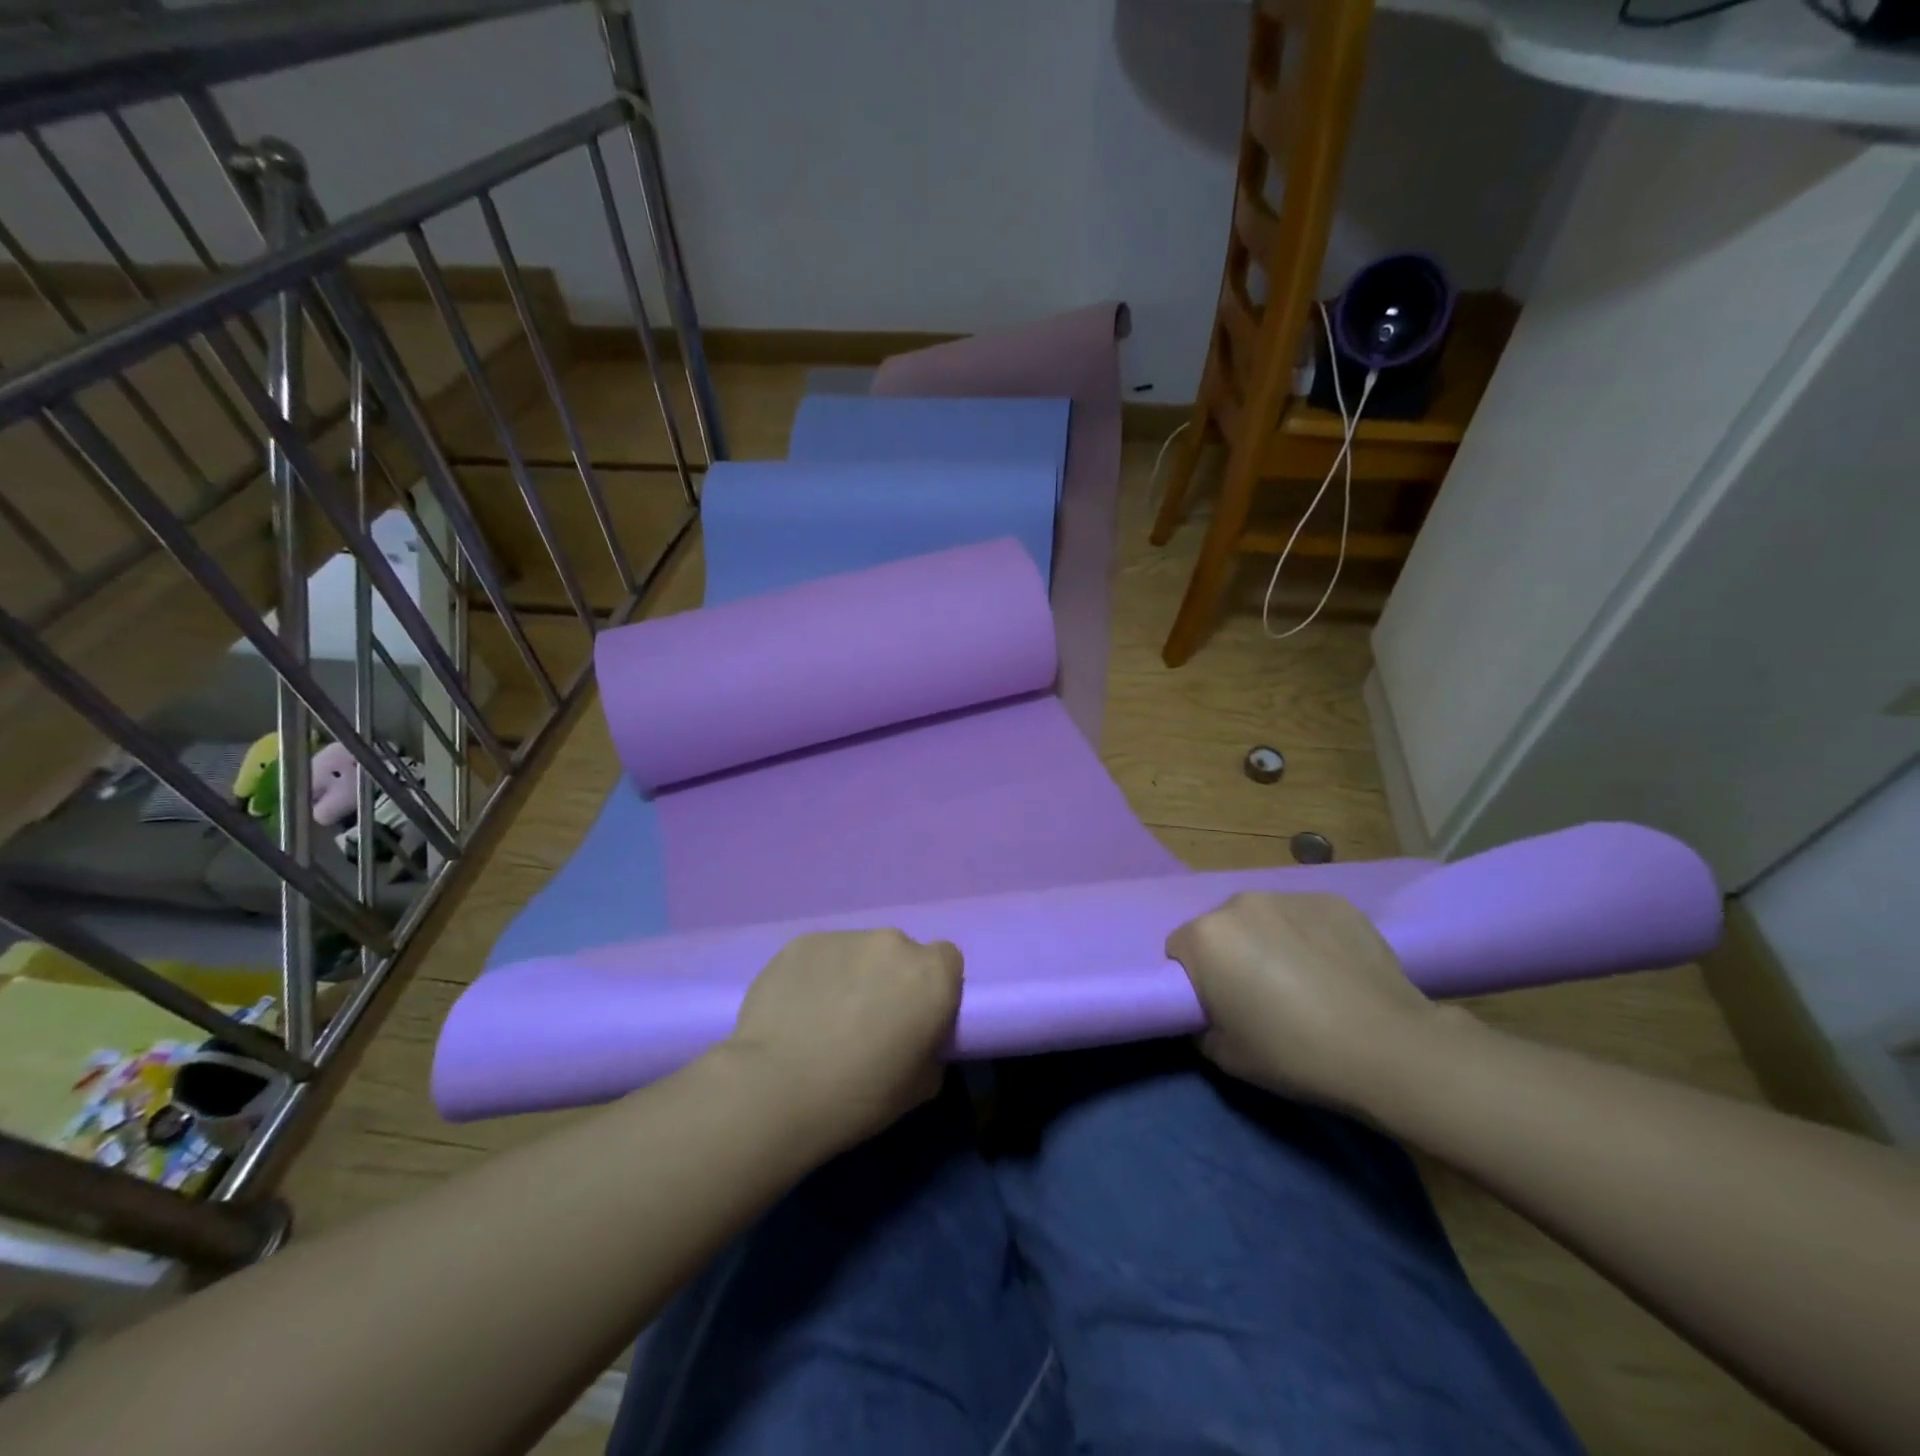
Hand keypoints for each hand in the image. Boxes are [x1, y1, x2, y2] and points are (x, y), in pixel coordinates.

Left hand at [725, 929, 962, 1155]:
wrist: (776, 1089)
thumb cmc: (859, 1096)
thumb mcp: (920, 1087)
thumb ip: (930, 1047)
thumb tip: (916, 1036)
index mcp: (931, 975)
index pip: (947, 960)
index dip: (933, 986)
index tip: (915, 1015)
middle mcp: (893, 943)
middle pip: (900, 953)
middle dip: (889, 978)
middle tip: (867, 1019)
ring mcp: (845, 937)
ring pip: (858, 952)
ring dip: (851, 975)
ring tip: (824, 1017)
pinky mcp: (802, 942)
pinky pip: (820, 956)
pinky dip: (815, 976)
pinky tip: (796, 1011)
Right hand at [1166, 893, 1447, 1113]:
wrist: (1389, 1048)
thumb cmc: (1295, 1054)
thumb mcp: (1226, 1056)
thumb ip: (1201, 1025)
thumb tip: (1209, 1012)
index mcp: (1206, 936)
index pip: (1179, 949)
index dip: (1195, 979)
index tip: (1219, 1005)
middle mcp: (1240, 903)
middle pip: (1221, 927)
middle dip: (1232, 954)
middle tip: (1261, 994)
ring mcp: (1289, 897)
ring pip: (1263, 919)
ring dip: (1270, 941)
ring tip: (1304, 981)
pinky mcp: (1333, 901)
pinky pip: (1305, 917)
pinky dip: (1310, 936)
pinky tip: (1334, 970)